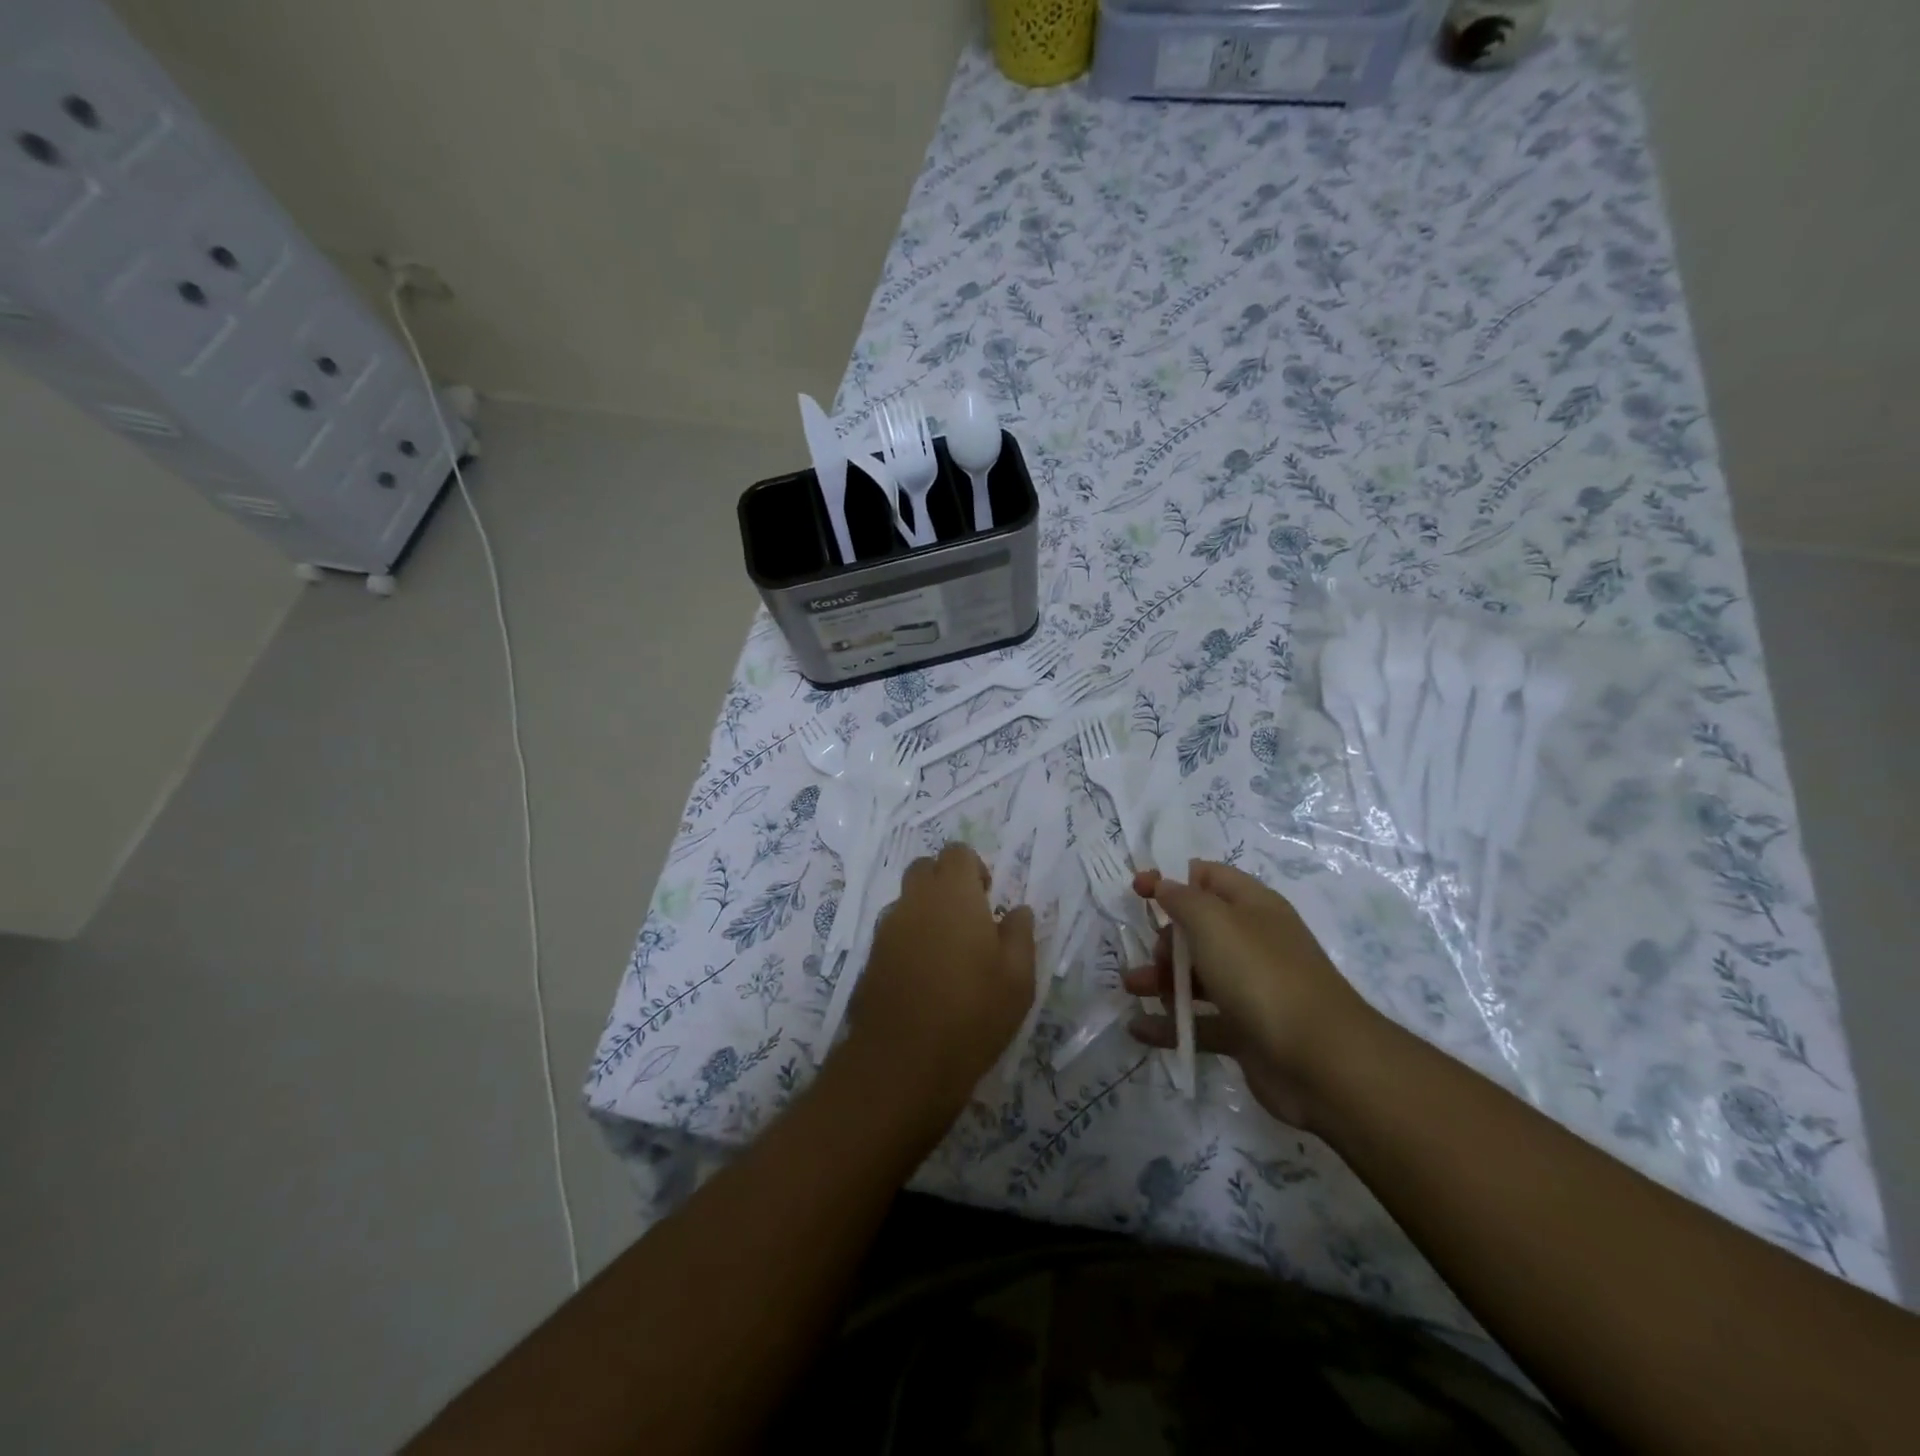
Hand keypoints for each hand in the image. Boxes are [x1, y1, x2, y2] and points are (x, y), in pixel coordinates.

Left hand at [847, 841, 1035, 1122]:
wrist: (903, 1062)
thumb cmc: (973, 1012)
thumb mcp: (1018, 977)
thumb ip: (1020, 934)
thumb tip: (1018, 910)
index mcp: (952, 893)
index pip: (957, 852)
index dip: (974, 868)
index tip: (988, 898)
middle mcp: (914, 900)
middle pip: (925, 869)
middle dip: (946, 882)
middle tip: (969, 919)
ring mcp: (886, 929)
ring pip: (906, 901)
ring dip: (926, 912)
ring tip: (948, 953)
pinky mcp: (870, 958)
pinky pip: (893, 932)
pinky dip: (909, 940)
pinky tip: (925, 977)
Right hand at [1126, 860, 1383, 1130]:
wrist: (1321, 1061)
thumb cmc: (1262, 975)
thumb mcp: (1214, 922)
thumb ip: (1183, 899)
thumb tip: (1164, 885)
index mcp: (1253, 906)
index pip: (1209, 877)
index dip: (1172, 879)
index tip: (1137, 890)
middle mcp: (1253, 943)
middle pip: (1199, 930)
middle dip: (1165, 939)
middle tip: (1153, 955)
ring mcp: (1250, 989)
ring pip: (1196, 977)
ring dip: (1160, 980)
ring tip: (1133, 989)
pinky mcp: (1245, 1032)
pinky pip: (1200, 1022)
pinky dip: (1169, 1025)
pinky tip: (1139, 1029)